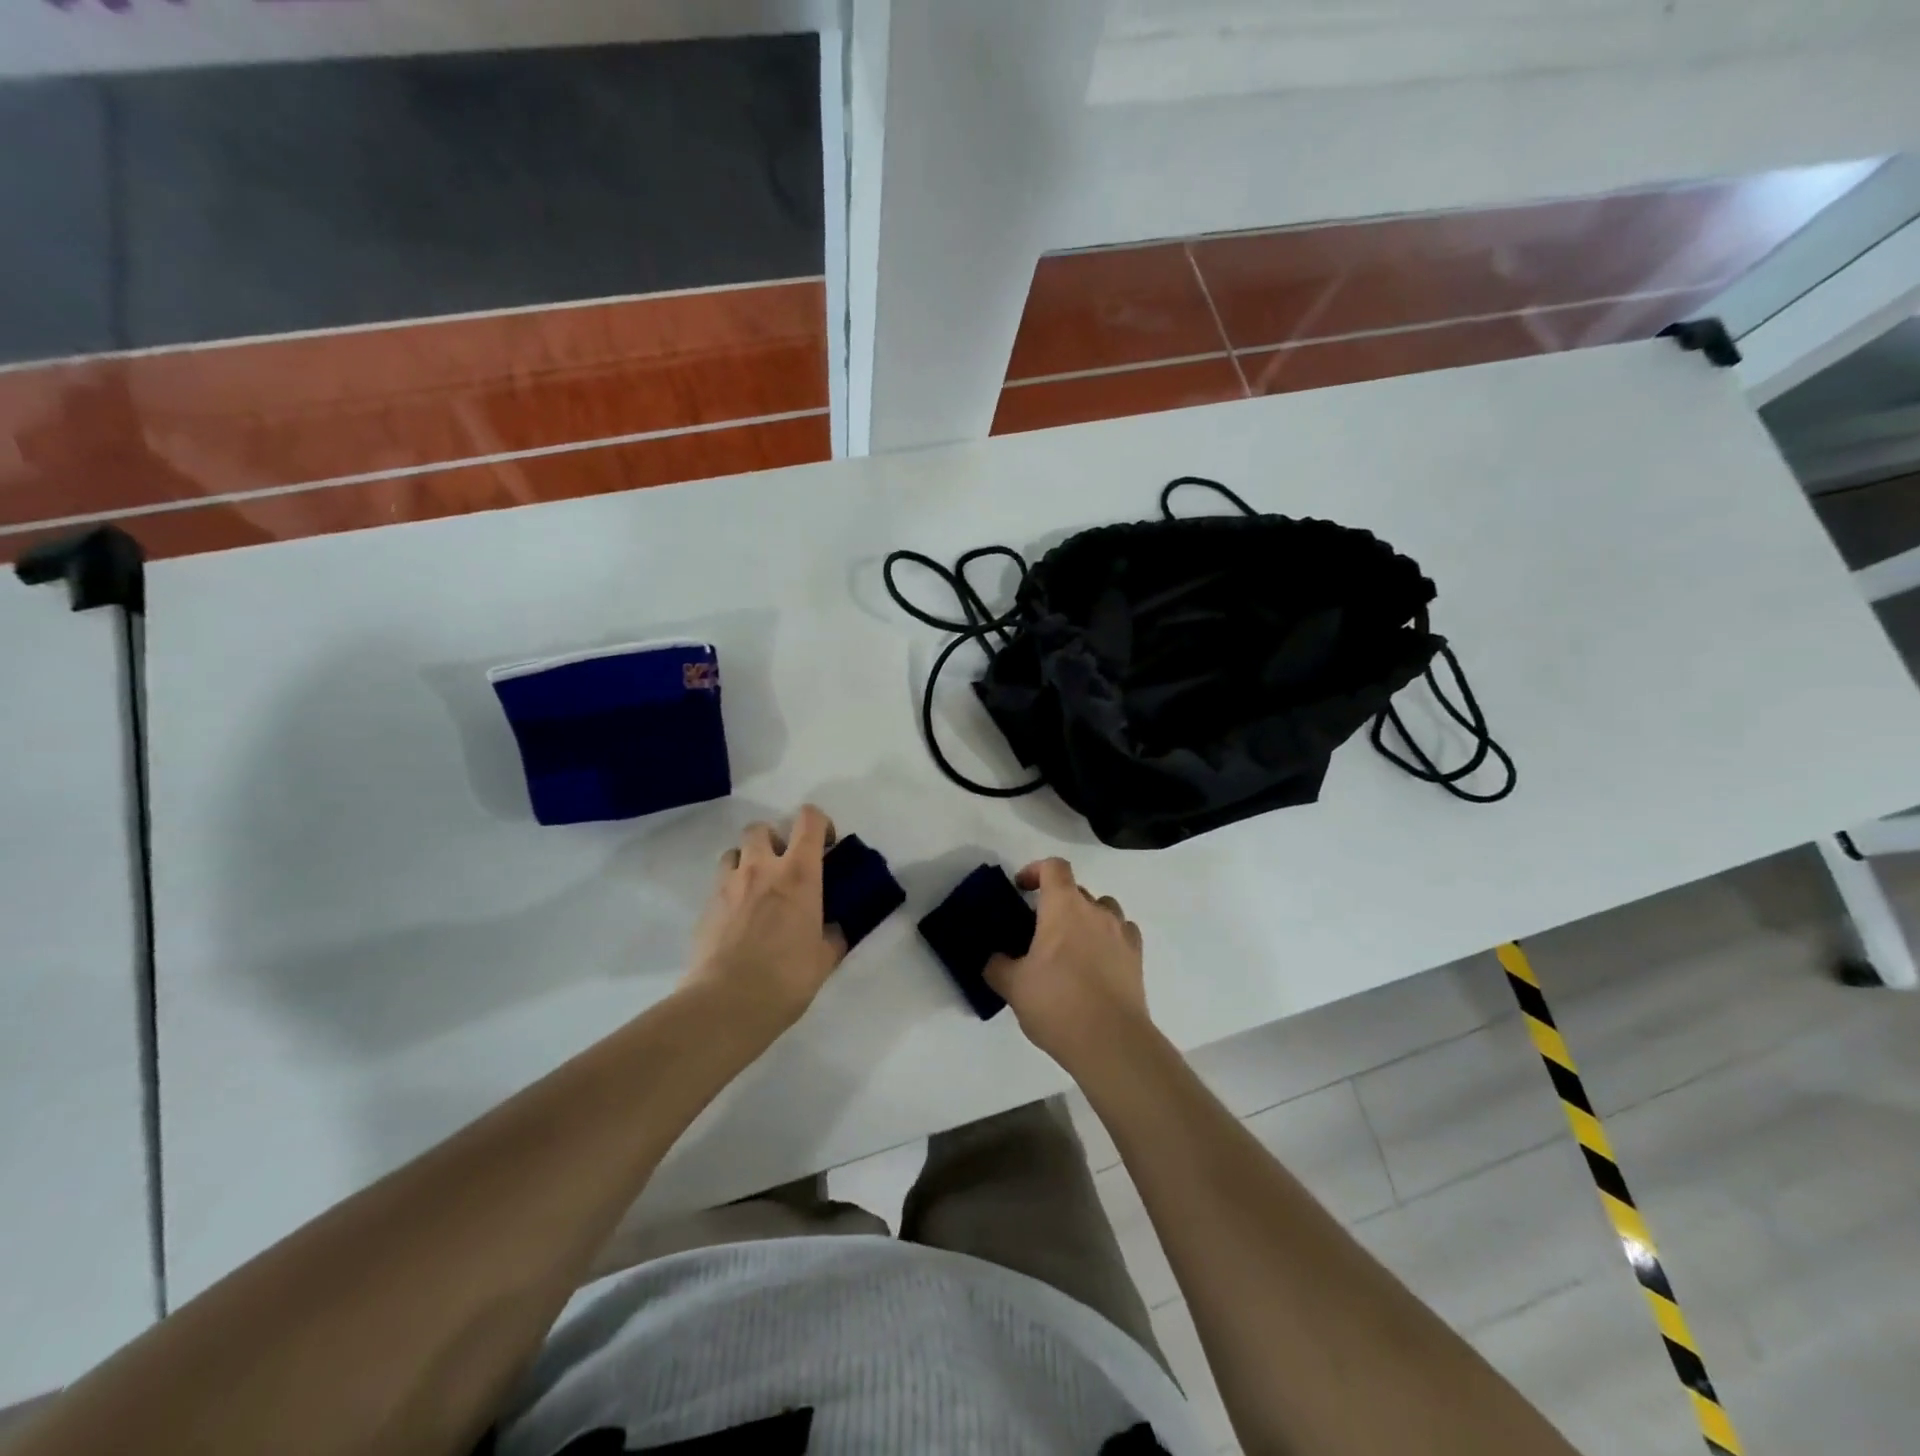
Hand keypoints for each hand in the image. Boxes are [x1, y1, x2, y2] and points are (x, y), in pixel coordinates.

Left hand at [681, 805, 846, 1033]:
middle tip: (785, 868)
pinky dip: (730, 891)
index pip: (809, 820)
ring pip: (734, 851)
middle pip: (762, 828)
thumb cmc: (786, 978)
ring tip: (757, 890)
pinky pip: (719, 884)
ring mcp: (728, 885)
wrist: (726, 1004)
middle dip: (774, 839)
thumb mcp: (824, 959)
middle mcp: (761, 868)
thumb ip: (831, 936)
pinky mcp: (705, 907)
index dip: (820, 823)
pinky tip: (738, 921)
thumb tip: (832, 929)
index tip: (826, 845)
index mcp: (798, 874)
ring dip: (747, 861)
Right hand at [985, 857, 1149, 1071]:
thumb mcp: (1013, 986)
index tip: (1021, 889)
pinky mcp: (1137, 958)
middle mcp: (1096, 911)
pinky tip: (1097, 962)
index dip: (1036, 870)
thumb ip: (998, 966)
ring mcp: (1121, 933)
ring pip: (1103, 909)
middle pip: (1076, 890)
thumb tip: (995, 959)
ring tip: (1071, 946)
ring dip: (1085, 918)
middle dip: (1056, 902)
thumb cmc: (1057, 1004)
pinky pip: (1122, 933)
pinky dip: (1108, 939)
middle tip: (1038, 930)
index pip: (1054, 867)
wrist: (1111, 1042)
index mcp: (1064, 907)